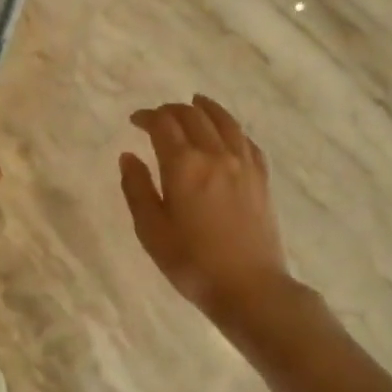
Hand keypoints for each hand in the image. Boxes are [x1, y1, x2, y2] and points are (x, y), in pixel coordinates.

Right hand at [120, 95, 289, 314]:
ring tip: (195, 102)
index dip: (147, 116)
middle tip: (158, 117)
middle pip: (193, 115)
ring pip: (224, 121)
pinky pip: (246, 141)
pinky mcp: (262, 178)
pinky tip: (228, 132)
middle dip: (172, 110)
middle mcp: (215, 154)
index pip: (163, 124)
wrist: (250, 288)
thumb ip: (137, 189)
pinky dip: (232, 129)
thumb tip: (129, 156)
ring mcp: (243, 164)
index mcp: (184, 165)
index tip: (135, 120)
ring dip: (206, 108)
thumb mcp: (151, 231)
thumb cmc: (192, 263)